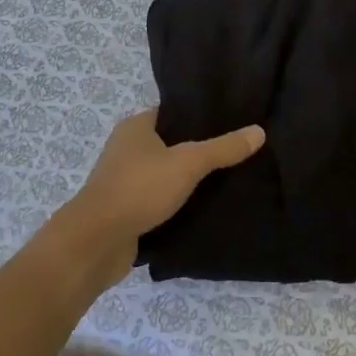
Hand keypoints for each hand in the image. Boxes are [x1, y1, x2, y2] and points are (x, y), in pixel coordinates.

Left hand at [51, 110, 264, 288]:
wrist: (96, 242)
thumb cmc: (140, 189)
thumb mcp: (188, 163)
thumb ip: (223, 149)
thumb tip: (259, 131)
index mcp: (136, 126)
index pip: (173, 113)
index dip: (199, 116)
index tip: (231, 122)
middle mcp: (126, 148)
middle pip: (170, 143)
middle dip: (197, 150)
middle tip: (234, 153)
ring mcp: (122, 180)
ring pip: (163, 174)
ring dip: (186, 180)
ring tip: (224, 181)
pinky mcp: (124, 210)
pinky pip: (156, 200)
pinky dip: (175, 203)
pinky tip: (201, 209)